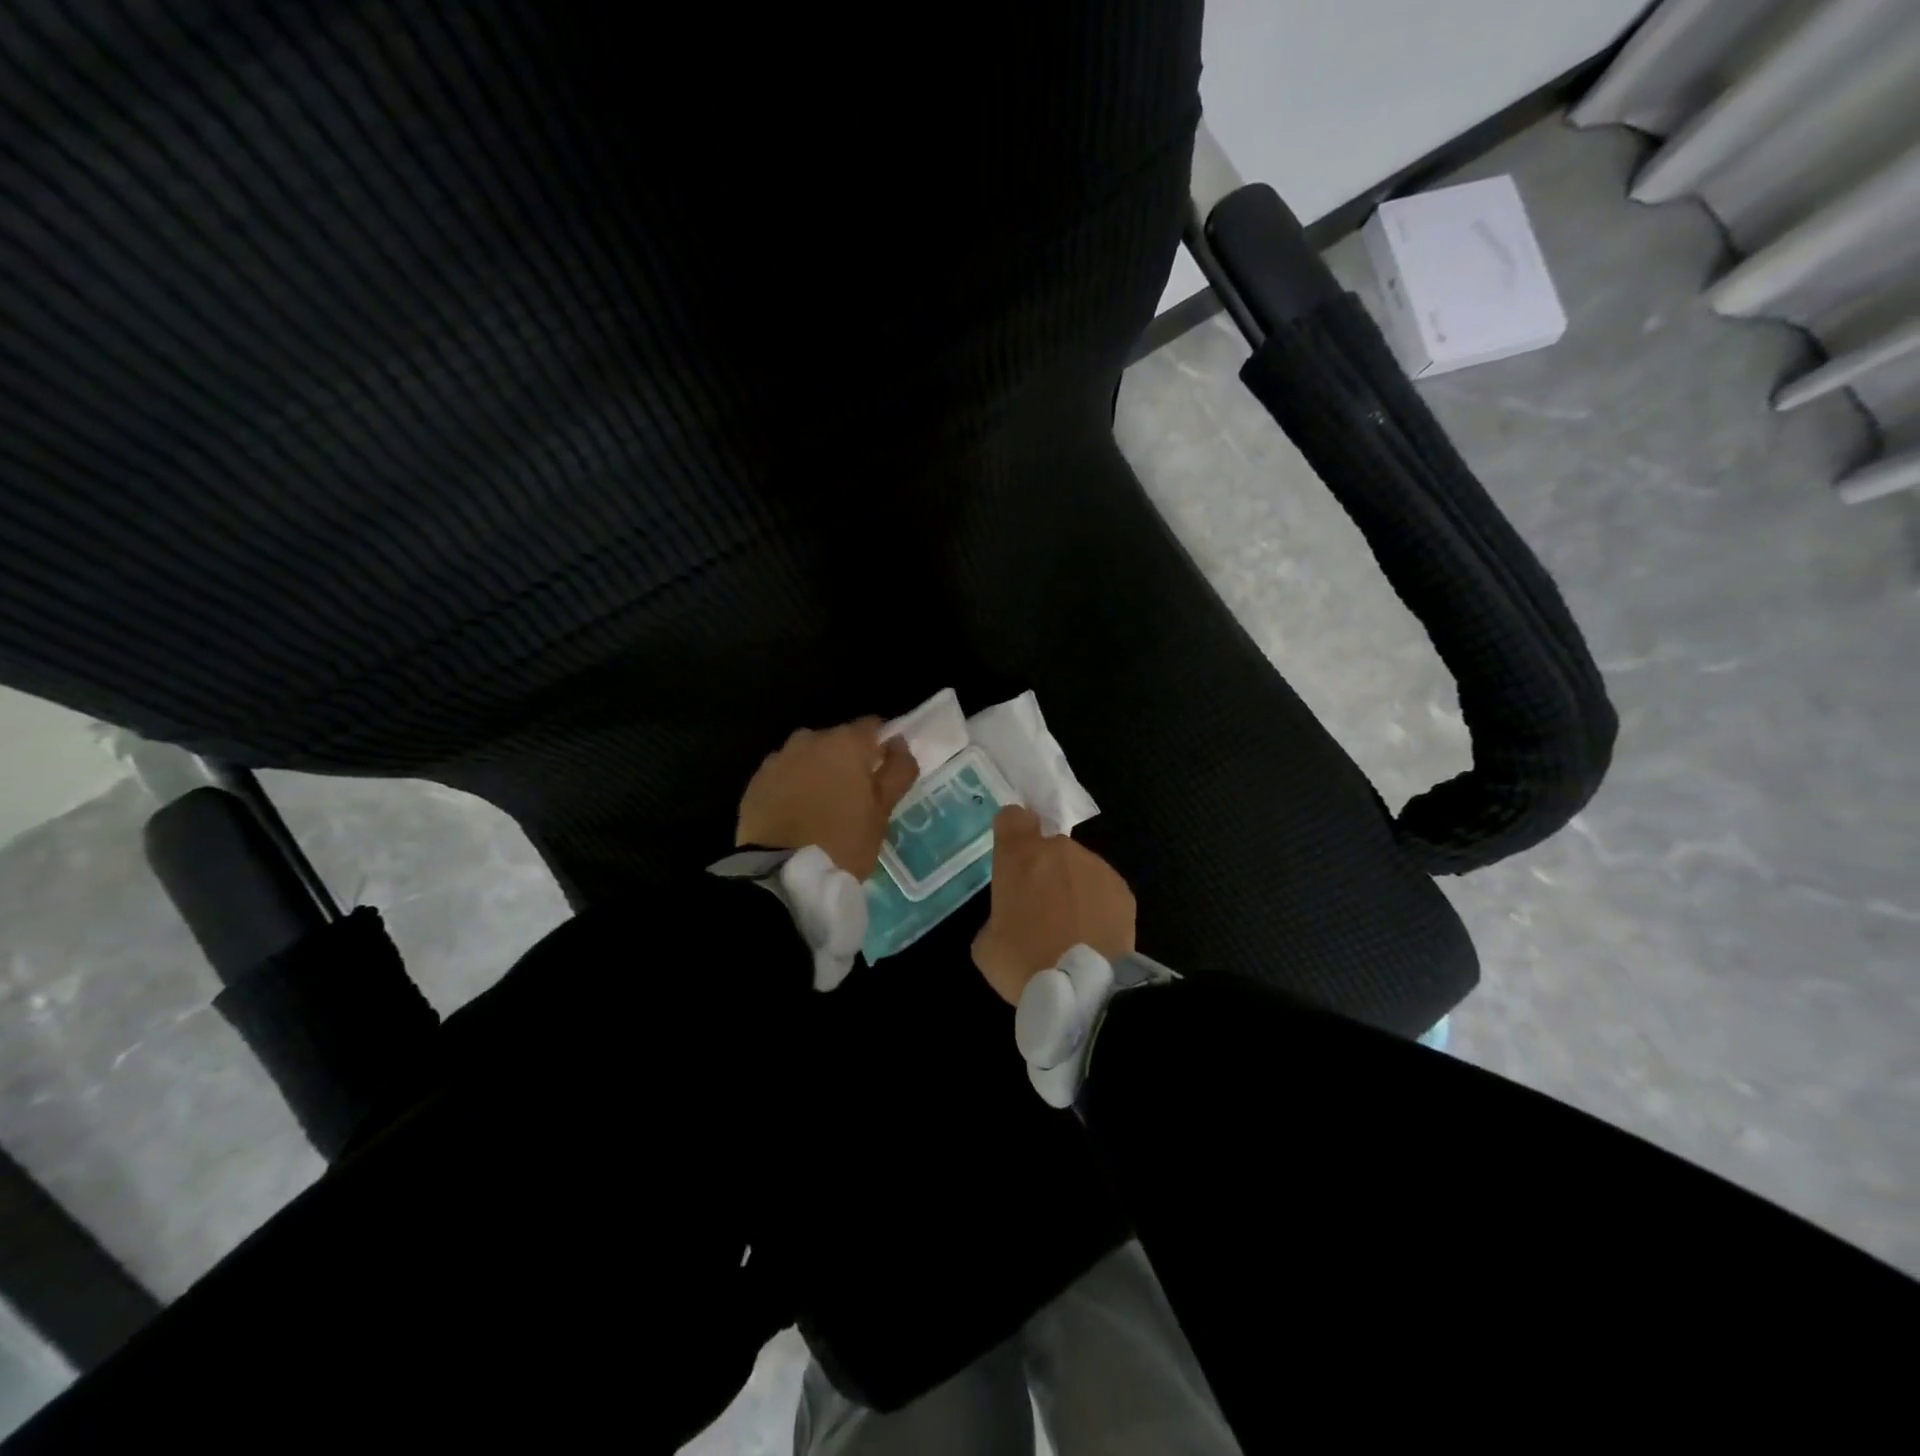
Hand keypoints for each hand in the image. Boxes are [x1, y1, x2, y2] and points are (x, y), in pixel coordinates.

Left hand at [736, 718, 919, 879]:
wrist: (781, 875)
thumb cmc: (842, 841)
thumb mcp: (882, 812)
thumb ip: (897, 772)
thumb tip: (899, 745)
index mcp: (846, 743)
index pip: (873, 726)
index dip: (881, 747)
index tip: (883, 774)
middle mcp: (810, 739)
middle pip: (837, 740)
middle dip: (847, 761)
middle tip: (853, 797)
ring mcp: (779, 758)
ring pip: (808, 756)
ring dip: (818, 771)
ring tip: (821, 806)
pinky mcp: (756, 781)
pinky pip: (784, 774)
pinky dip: (793, 786)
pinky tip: (796, 814)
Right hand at [972, 806, 1135, 1003]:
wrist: (1085, 988)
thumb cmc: (1024, 962)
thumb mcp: (985, 945)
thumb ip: (995, 915)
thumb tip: (1010, 918)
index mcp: (1019, 856)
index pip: (1012, 817)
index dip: (1009, 832)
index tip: (1009, 854)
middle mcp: (1058, 849)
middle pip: (1046, 846)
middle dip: (1040, 868)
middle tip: (1037, 906)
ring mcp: (1094, 866)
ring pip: (1076, 867)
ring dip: (1069, 886)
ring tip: (1069, 927)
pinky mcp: (1121, 888)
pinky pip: (1100, 888)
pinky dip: (1094, 904)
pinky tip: (1091, 935)